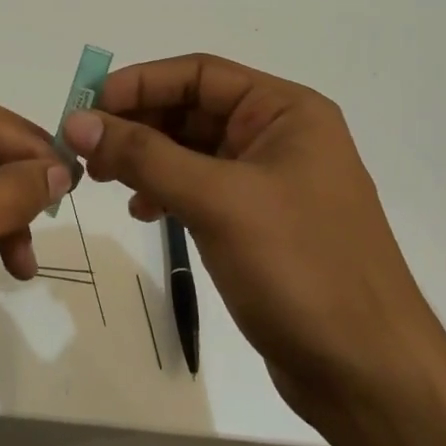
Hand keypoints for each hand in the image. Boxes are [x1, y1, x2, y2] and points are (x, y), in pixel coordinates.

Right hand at [60, 54, 445, 429]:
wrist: (366, 371)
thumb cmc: (300, 268)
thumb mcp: (218, 201)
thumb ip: (145, 156)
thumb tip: (78, 122)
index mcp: (287, 112)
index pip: (200, 74)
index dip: (139, 83)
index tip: (85, 106)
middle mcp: (281, 137)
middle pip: (193, 109)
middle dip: (137, 124)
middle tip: (84, 148)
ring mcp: (271, 182)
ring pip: (193, 151)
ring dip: (146, 158)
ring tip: (102, 179)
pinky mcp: (260, 224)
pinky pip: (202, 189)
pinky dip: (167, 192)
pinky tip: (142, 211)